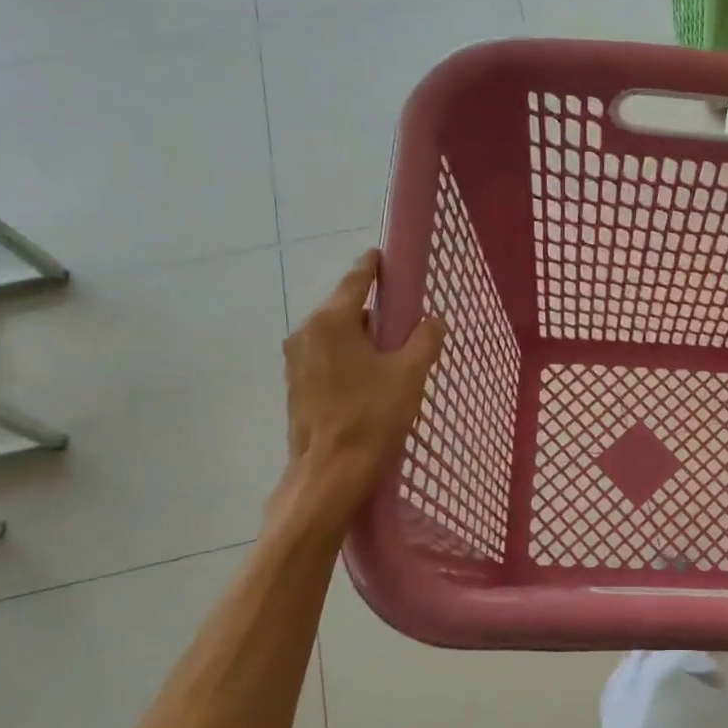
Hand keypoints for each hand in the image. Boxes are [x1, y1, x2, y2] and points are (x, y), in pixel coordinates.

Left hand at [273, 249, 444, 533]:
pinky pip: (327, 358)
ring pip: (336, 337)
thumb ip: (424, 340)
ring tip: (391, 361)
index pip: (356, 280)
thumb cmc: (371, 416)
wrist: (329, 472)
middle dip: (374, 314)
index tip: (382, 255)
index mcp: (332, 321)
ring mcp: (296, 361)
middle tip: (404, 327)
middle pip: (345, 309)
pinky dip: (348, 360)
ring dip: (361, 341)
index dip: (373, 266)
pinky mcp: (296, 385)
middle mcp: (306, 333)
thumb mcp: (409, 374)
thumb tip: (432, 321)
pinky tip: (369, 383)